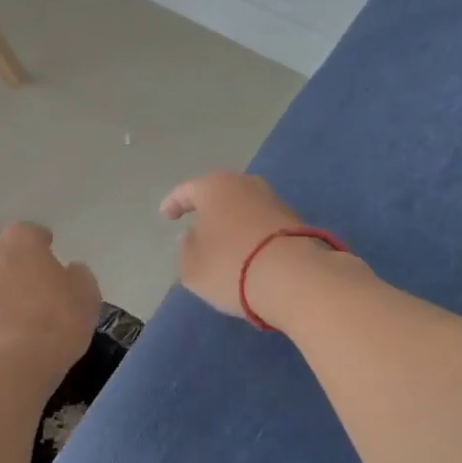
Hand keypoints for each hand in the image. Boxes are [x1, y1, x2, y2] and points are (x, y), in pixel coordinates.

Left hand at [0, 222, 101, 379]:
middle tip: (34, 293)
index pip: (32, 233)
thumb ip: (77, 276)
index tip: (53, 263)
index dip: (44, 247)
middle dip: (14, 267)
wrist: (6, 370)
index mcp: (19, 241)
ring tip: (15, 324)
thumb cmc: (54, 324)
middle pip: (1, 254)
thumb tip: (68, 272)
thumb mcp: (86, 296)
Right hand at [159, 170, 307, 318]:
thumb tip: (192, 236)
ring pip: (243, 209)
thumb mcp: (191, 266)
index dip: (173, 204)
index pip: (186, 191)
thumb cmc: (230, 265)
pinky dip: (251, 236)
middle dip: (207, 210)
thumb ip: (185, 248)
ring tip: (223, 245)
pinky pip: (262, 226)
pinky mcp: (296, 222)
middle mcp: (246, 184)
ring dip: (232, 223)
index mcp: (214, 186)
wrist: (294, 278)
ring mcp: (274, 201)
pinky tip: (248, 254)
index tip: (166, 215)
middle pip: (219, 194)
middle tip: (196, 226)